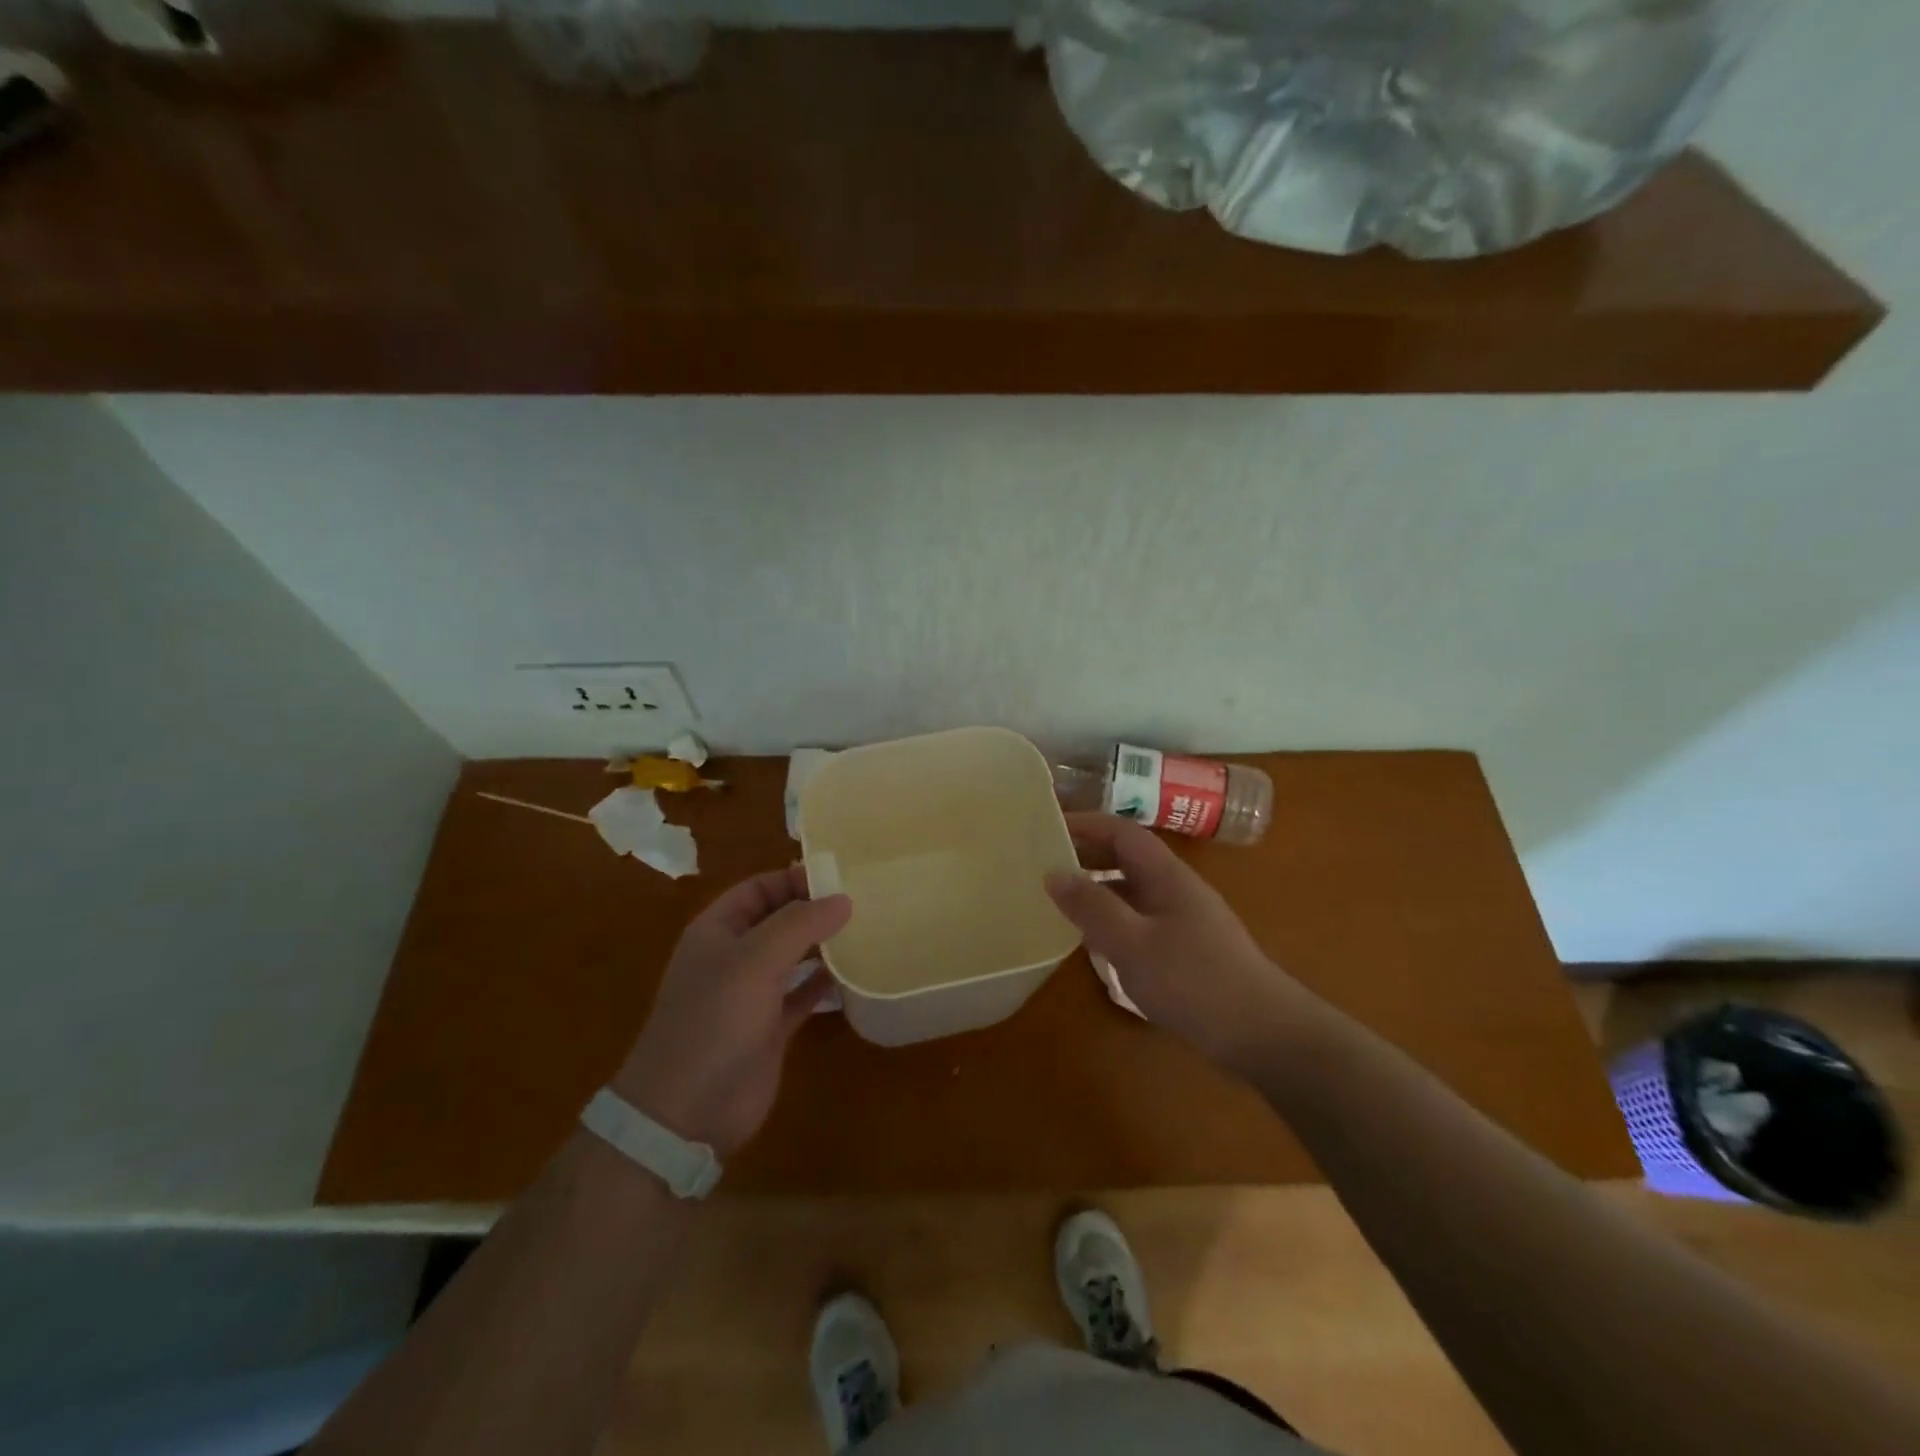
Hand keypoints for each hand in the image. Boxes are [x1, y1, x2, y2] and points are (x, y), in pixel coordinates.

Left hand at [614, 866, 851, 1156]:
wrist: (687, 1111)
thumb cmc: (714, 1021)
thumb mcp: (755, 960)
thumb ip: (799, 924)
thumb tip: (843, 899)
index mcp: (717, 931)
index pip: (758, 888)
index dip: (794, 879)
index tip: (840, 876)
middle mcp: (734, 957)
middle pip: (778, 919)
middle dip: (814, 909)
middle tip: (862, 900)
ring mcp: (752, 994)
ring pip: (793, 956)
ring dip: (823, 944)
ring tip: (866, 929)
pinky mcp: (771, 1027)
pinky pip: (803, 994)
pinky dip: (825, 983)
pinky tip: (855, 973)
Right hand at [1044, 813, 1307, 1069]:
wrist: (1264, 1035)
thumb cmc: (1194, 982)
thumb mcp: (1133, 944)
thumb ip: (1092, 907)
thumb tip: (1053, 872)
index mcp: (1166, 876)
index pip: (1122, 832)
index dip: (1086, 823)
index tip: (1048, 826)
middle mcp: (1177, 890)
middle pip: (1128, 858)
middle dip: (1088, 855)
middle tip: (1044, 863)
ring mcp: (1185, 921)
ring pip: (1134, 891)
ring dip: (1098, 889)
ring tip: (1061, 901)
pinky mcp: (1188, 951)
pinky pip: (1141, 920)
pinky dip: (1113, 919)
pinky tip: (1096, 943)